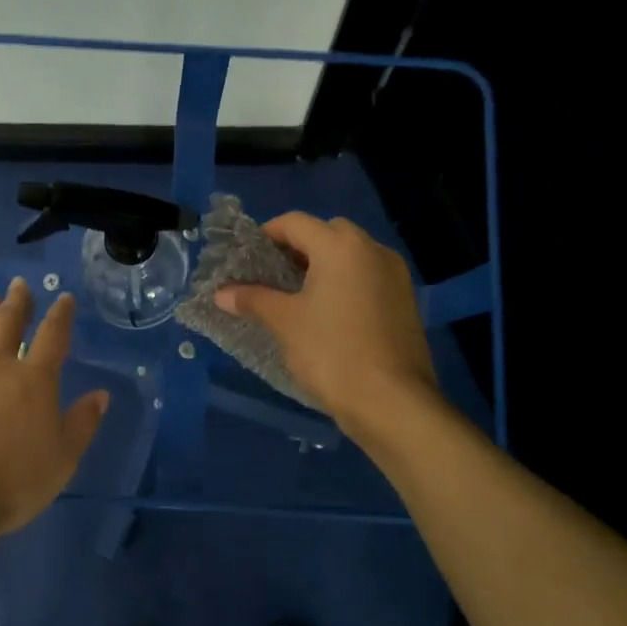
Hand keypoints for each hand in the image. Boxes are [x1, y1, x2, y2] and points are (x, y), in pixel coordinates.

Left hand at [0, 278, 109, 536]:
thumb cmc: (13, 482)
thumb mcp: (62, 460)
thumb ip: (82, 424)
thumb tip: (101, 394)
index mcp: (33, 381)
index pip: (52, 337)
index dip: (61, 315)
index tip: (64, 299)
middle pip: (7, 323)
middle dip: (17, 301)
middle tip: (19, 285)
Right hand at [215, 213, 437, 433]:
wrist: (391, 401)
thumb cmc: (331, 352)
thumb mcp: (284, 323)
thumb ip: (252, 299)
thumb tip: (221, 293)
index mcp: (341, 246)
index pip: (295, 223)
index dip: (266, 234)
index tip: (246, 257)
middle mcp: (373, 250)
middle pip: (327, 233)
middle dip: (298, 247)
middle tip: (273, 275)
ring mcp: (395, 276)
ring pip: (351, 256)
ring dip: (323, 266)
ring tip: (297, 296)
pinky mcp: (405, 301)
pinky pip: (368, 278)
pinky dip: (345, 283)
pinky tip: (328, 314)